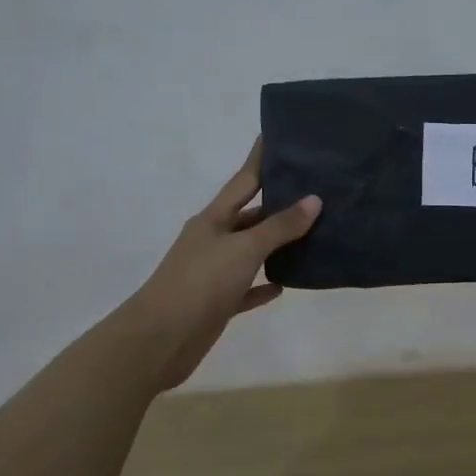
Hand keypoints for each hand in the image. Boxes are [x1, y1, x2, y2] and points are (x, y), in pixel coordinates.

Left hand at [116, 139, 321, 390]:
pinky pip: (247, 288)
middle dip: (278, 203)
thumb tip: (314, 199)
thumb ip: (280, 226)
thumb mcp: (244, 248)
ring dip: (276, 244)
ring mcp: (214, 272)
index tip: (277, 136)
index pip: (243, 180)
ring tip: (312, 232)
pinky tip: (285, 283)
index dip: (260, 158)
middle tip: (315, 190)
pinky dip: (264, 284)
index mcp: (214, 219)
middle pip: (250, 215)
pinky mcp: (217, 303)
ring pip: (251, 251)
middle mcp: (212, 240)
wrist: (159, 339)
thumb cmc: (200, 283)